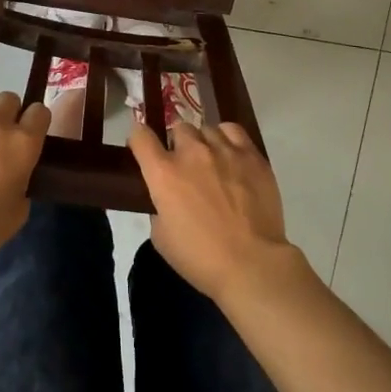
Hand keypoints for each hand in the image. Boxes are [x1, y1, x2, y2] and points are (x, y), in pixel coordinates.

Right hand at [127, 120, 300, 306]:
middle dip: (177, 144)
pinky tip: (230, 154)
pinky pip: (233, 131)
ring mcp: (224, 150)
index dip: (139, 139)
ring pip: (206, 129)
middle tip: (184, 166)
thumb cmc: (200, 257)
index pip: (141, 136)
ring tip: (211, 162)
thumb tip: (168, 198)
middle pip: (178, 128)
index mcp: (163, 173)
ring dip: (203, 143)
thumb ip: (159, 207)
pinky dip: (227, 138)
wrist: (251, 263)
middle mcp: (191, 152)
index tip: (142, 147)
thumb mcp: (162, 237)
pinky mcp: (251, 155)